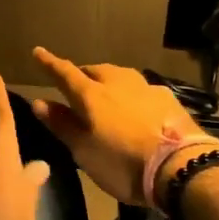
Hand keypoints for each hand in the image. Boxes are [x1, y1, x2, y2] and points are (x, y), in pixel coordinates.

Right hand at [29, 47, 213, 206]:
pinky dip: (132, 94)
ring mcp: (146, 87)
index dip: (50, 63)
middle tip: (76, 86)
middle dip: (82, 74)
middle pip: (95, 70)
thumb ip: (62, 125)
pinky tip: (137, 105)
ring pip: (120, 75)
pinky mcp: (168, 98)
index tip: (38, 52)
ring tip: (106, 92)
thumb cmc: (122, 164)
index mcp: (92, 95)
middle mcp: (117, 82)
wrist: (180, 167)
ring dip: (109, 80)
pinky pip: (142, 89)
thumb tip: (39, 102)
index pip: (65, 73)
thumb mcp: (84, 151)